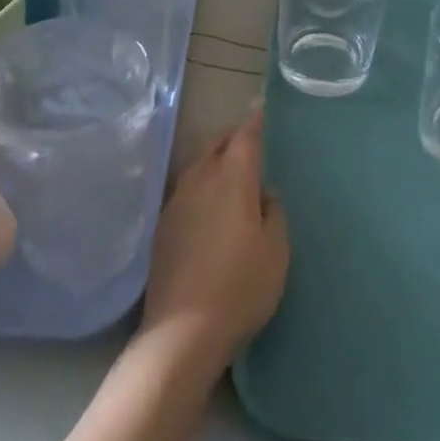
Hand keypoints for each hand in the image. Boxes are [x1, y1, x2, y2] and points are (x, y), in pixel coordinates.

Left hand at [138, 112, 288, 381]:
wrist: (183, 331)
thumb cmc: (241, 287)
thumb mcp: (276, 251)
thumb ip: (274, 213)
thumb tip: (264, 193)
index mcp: (232, 181)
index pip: (244, 138)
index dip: (255, 122)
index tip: (262, 109)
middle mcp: (199, 182)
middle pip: (215, 146)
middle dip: (233, 137)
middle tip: (250, 140)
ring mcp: (176, 203)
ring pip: (197, 166)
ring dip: (214, 160)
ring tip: (230, 169)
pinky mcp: (162, 227)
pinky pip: (185, 190)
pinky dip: (200, 184)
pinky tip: (208, 204)